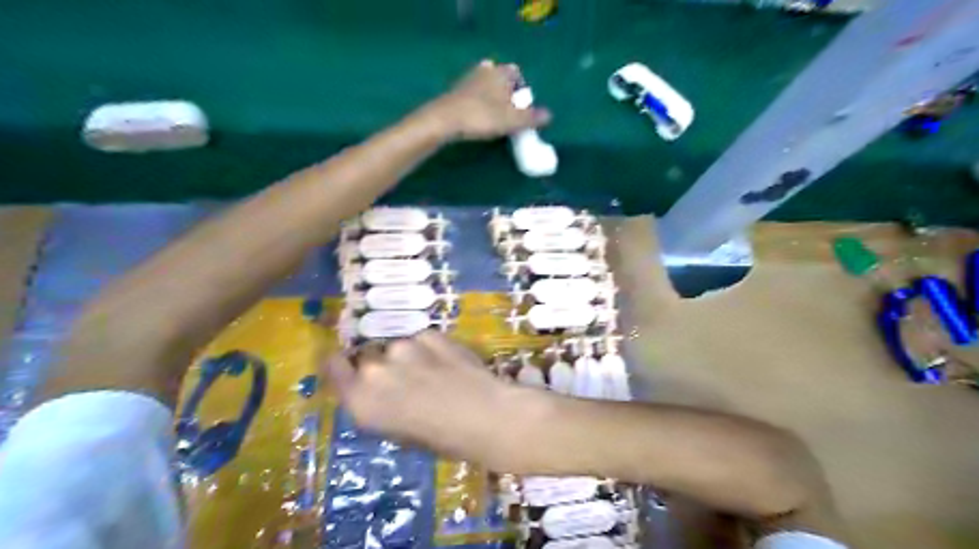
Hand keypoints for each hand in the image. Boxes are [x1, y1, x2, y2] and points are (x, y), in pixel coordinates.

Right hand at [325, 331, 532, 467]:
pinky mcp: (430, 334)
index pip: (333, 367)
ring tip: (434, 374)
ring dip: (408, 356)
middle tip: (406, 382)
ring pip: (398, 347)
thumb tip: (379, 391)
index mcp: (361, 400)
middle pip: (368, 357)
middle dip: (382, 366)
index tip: (350, 368)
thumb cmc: (443, 439)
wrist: (485, 416)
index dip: (341, 365)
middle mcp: (375, 369)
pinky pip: (422, 339)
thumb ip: (378, 405)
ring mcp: (403, 346)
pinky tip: (449, 363)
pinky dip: (430, 348)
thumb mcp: (399, 432)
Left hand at [426, 60, 553, 140]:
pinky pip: (472, 95)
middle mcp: (485, 70)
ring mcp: (467, 79)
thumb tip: (550, 116)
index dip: (521, 89)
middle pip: (500, 79)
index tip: (522, 106)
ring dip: (491, 98)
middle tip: (508, 113)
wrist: (445, 120)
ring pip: (485, 85)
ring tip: (493, 117)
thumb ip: (531, 118)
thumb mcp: (511, 120)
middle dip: (506, 93)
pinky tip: (477, 118)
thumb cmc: (482, 117)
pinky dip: (477, 103)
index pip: (516, 74)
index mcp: (501, 73)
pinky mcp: (454, 92)